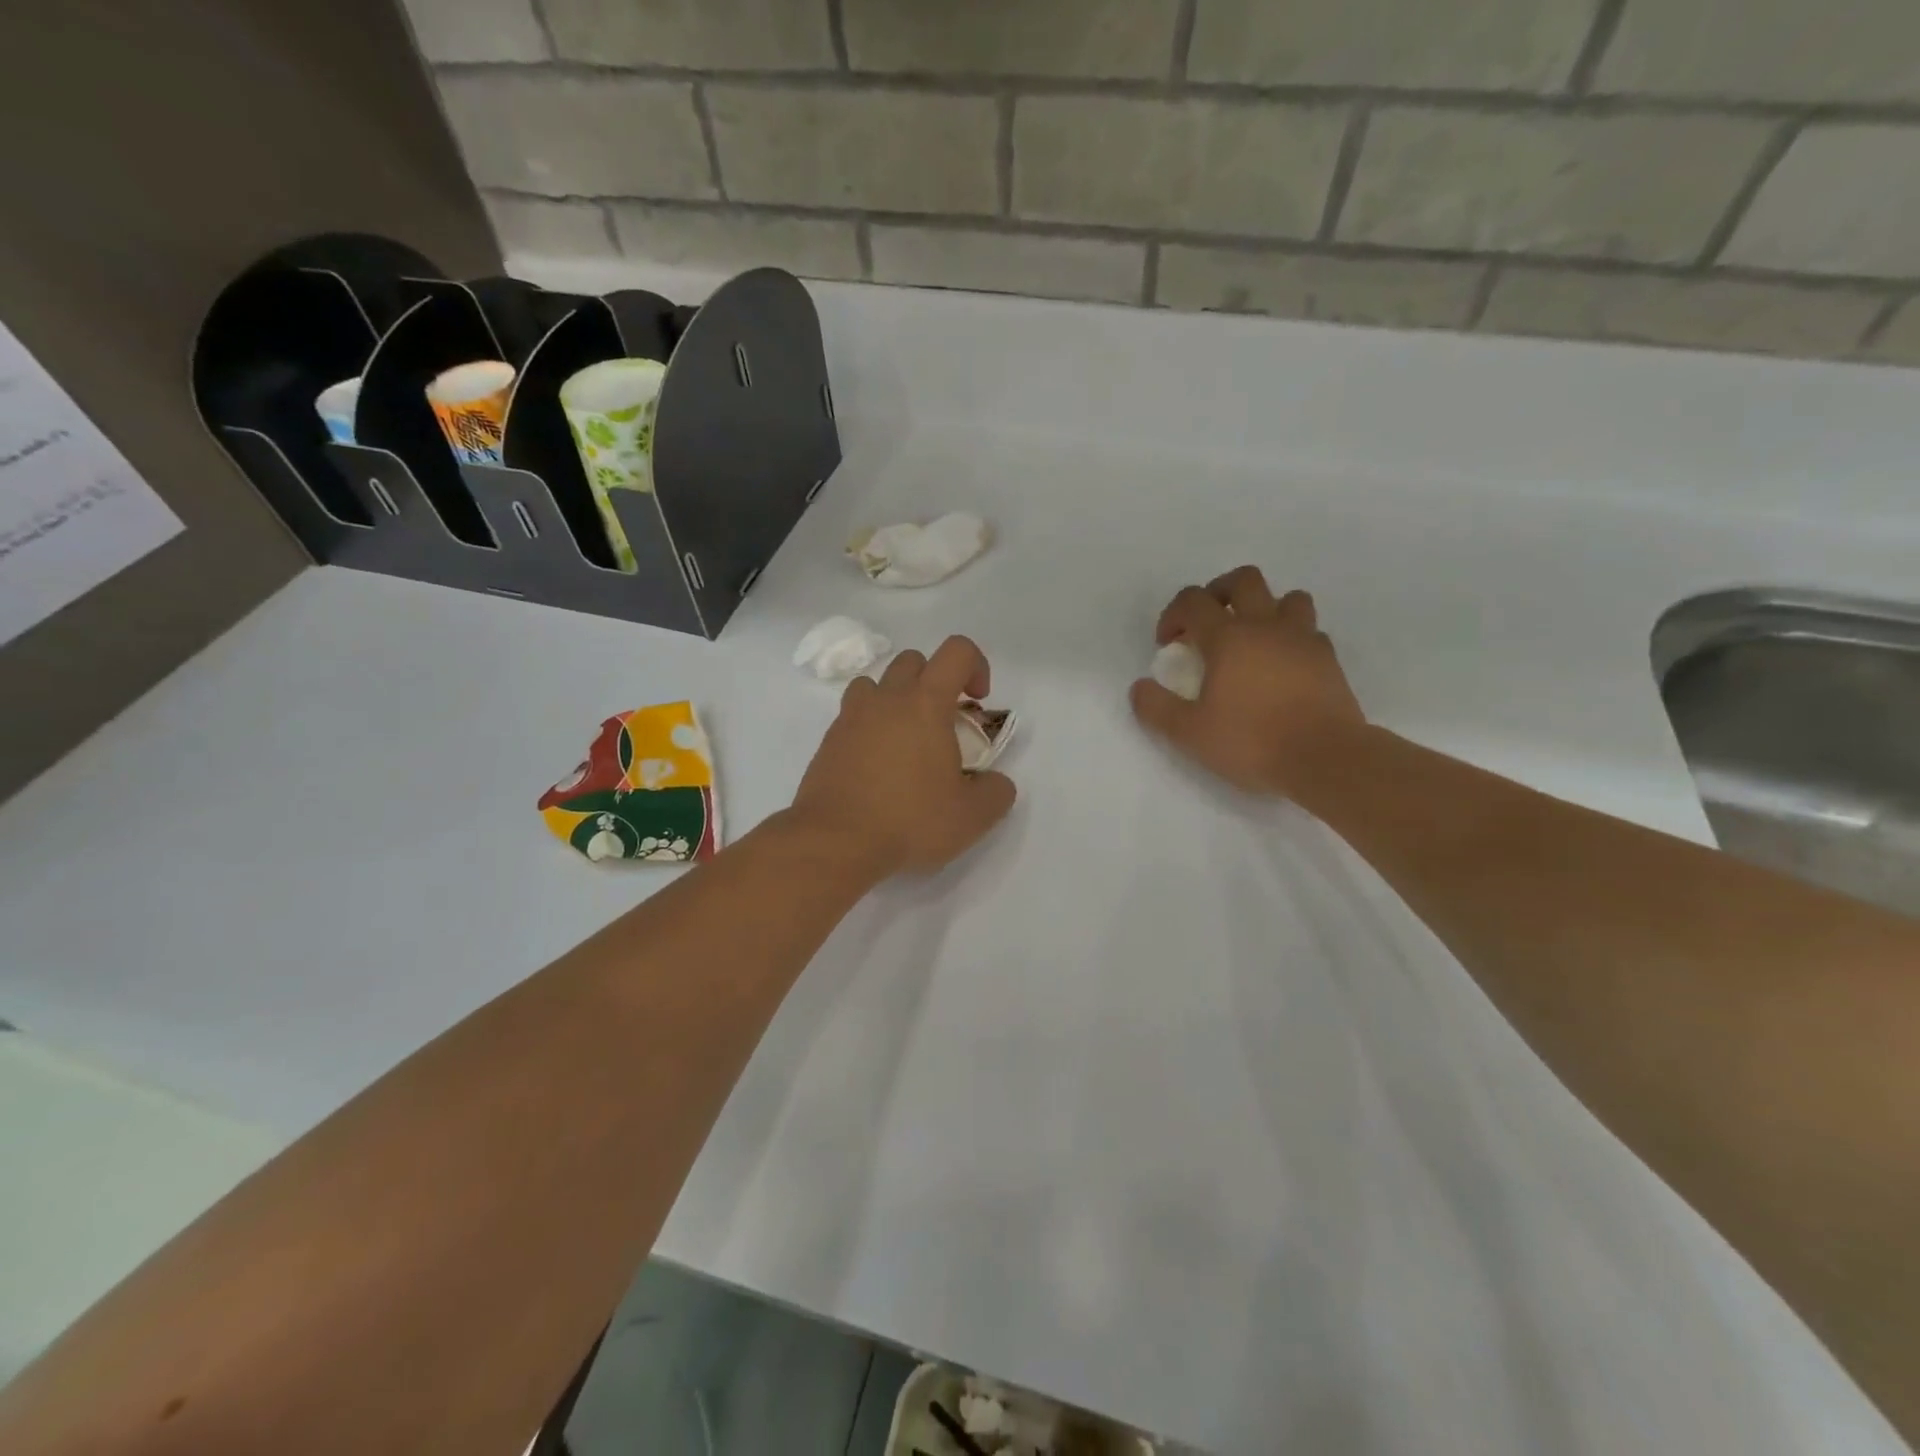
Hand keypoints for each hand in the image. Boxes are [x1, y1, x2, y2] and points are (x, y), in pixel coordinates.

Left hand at [790, 635, 1017, 877]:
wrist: (835, 841)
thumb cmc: (909, 820)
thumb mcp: (972, 816)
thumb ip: (996, 792)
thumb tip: (995, 783)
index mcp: (926, 703)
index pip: (957, 651)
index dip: (976, 666)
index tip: (978, 702)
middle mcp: (886, 699)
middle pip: (913, 661)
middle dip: (935, 681)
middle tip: (945, 724)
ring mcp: (851, 718)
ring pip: (876, 684)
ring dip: (897, 699)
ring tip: (907, 740)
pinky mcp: (829, 742)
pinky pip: (853, 716)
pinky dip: (871, 728)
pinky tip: (879, 767)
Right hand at [1130, 566, 1365, 797]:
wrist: (1325, 758)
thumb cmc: (1251, 741)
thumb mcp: (1189, 733)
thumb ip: (1157, 707)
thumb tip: (1140, 687)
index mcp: (1227, 637)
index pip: (1193, 600)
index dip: (1173, 614)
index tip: (1168, 645)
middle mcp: (1266, 626)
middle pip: (1244, 580)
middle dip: (1218, 593)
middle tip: (1207, 624)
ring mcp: (1303, 639)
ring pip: (1287, 597)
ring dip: (1265, 608)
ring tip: (1252, 638)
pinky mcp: (1329, 659)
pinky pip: (1310, 631)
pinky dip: (1292, 637)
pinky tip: (1283, 664)